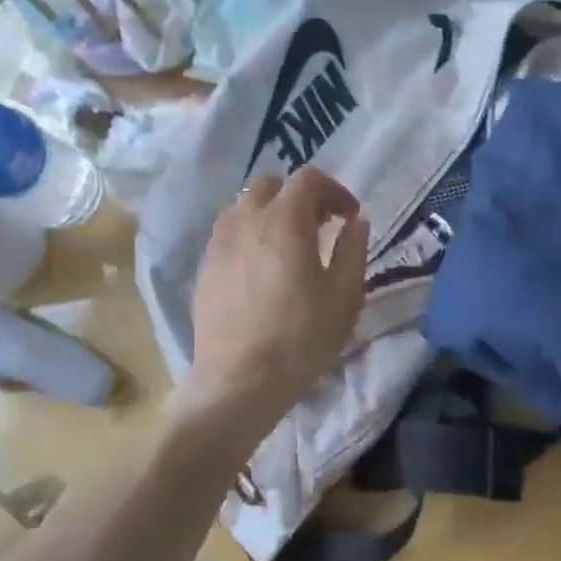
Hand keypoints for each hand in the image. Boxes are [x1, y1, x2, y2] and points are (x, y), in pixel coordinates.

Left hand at [186, 168, 370, 439]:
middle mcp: (246, 220)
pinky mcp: (204, 267)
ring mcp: (219, 243)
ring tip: (287, 246)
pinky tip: (260, 270)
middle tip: (319, 226)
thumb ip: (353, 249)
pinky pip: (228, 234)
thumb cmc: (301, 337)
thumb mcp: (344, 295)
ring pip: (243, 207)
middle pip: (270, 185)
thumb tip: (356, 222)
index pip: (308, 179)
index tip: (348, 217)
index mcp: (284, 220)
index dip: (334, 190)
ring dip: (269, 213)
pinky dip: (248, 236)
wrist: (239, 381)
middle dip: (298, 196)